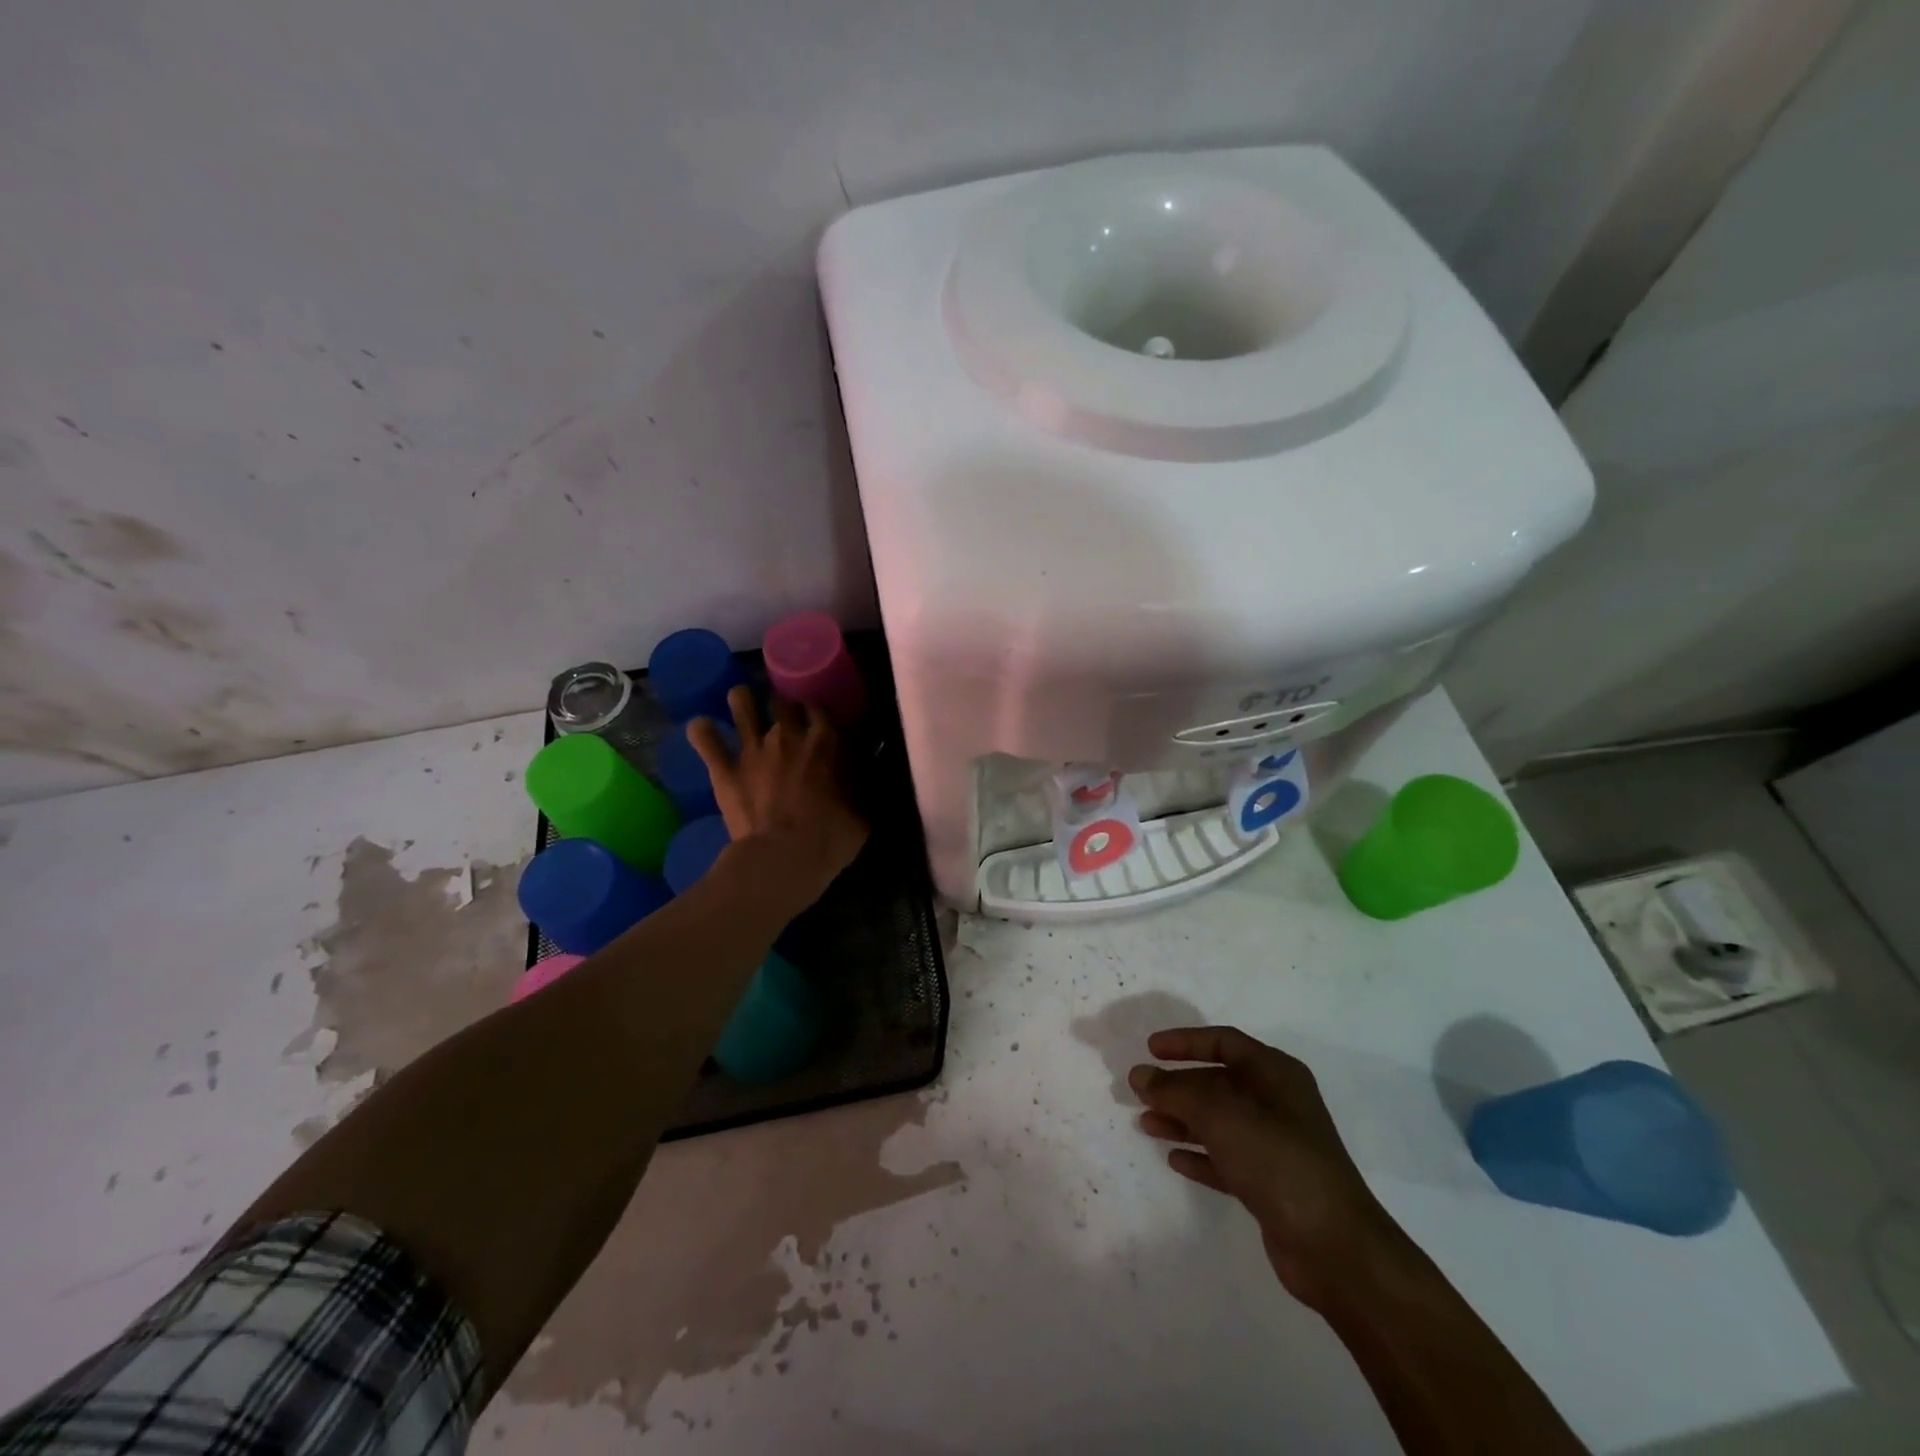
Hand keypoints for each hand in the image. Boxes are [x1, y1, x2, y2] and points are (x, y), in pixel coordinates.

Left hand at [688, 685, 867, 909]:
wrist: (785, 858)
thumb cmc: (831, 838)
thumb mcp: (862, 813)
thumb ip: (859, 786)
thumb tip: (865, 777)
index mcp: (826, 740)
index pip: (820, 707)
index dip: (816, 711)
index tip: (816, 720)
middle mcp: (788, 733)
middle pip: (781, 699)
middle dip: (780, 703)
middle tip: (781, 715)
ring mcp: (753, 747)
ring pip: (742, 703)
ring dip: (742, 701)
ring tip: (742, 703)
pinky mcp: (724, 768)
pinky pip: (705, 738)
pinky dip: (702, 732)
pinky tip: (702, 729)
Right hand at [1131, 1026, 1407, 1309]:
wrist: (1334, 1247)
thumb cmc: (1277, 1159)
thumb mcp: (1220, 1114)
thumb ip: (1175, 1091)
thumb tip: (1139, 1076)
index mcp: (1274, 1074)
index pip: (1224, 1042)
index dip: (1185, 1042)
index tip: (1150, 1049)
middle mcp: (1277, 1103)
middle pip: (1218, 1082)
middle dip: (1178, 1086)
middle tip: (1139, 1091)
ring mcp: (1275, 1145)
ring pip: (1219, 1122)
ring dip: (1182, 1120)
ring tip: (1145, 1123)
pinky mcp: (1270, 1184)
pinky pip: (1226, 1158)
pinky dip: (1200, 1155)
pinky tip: (1174, 1158)